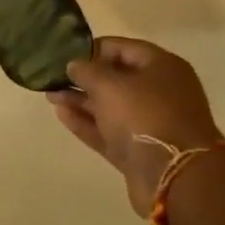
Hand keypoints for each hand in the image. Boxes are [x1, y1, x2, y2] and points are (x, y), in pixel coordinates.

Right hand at [50, 38, 219, 215]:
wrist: (175, 176)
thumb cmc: (144, 115)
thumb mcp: (110, 84)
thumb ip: (86, 70)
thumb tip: (74, 64)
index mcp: (162, 67)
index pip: (122, 48)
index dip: (91, 49)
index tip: (63, 53)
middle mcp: (158, 92)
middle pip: (115, 79)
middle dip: (83, 78)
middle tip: (51, 77)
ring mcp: (149, 124)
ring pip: (109, 107)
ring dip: (80, 101)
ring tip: (49, 95)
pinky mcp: (137, 151)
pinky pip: (108, 131)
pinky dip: (86, 123)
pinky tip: (61, 114)